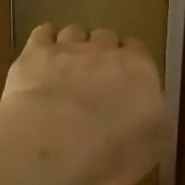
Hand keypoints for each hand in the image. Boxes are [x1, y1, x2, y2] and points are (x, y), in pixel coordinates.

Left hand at [2, 25, 166, 184]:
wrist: (57, 141)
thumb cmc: (113, 152)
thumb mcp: (150, 149)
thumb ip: (150, 126)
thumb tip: (146, 122)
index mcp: (139, 71)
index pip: (138, 52)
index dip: (130, 61)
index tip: (125, 76)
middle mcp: (105, 52)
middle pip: (106, 37)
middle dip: (101, 50)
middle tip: (95, 74)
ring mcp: (67, 49)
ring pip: (74, 32)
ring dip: (73, 44)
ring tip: (66, 65)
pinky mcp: (34, 54)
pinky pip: (42, 33)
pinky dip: (44, 40)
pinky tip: (42, 55)